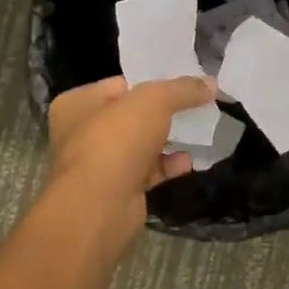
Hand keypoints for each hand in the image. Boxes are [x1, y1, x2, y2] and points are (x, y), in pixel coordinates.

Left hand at [47, 75, 215, 221]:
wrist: (100, 206)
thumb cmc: (117, 140)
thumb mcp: (154, 101)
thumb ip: (182, 89)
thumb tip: (210, 83)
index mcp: (77, 103)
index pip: (119, 84)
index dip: (151, 81)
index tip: (182, 82)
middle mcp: (82, 132)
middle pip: (131, 115)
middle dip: (163, 113)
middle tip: (195, 105)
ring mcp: (99, 164)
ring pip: (140, 144)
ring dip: (168, 139)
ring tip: (199, 130)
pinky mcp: (117, 190)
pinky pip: (147, 171)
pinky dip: (167, 165)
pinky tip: (189, 161)